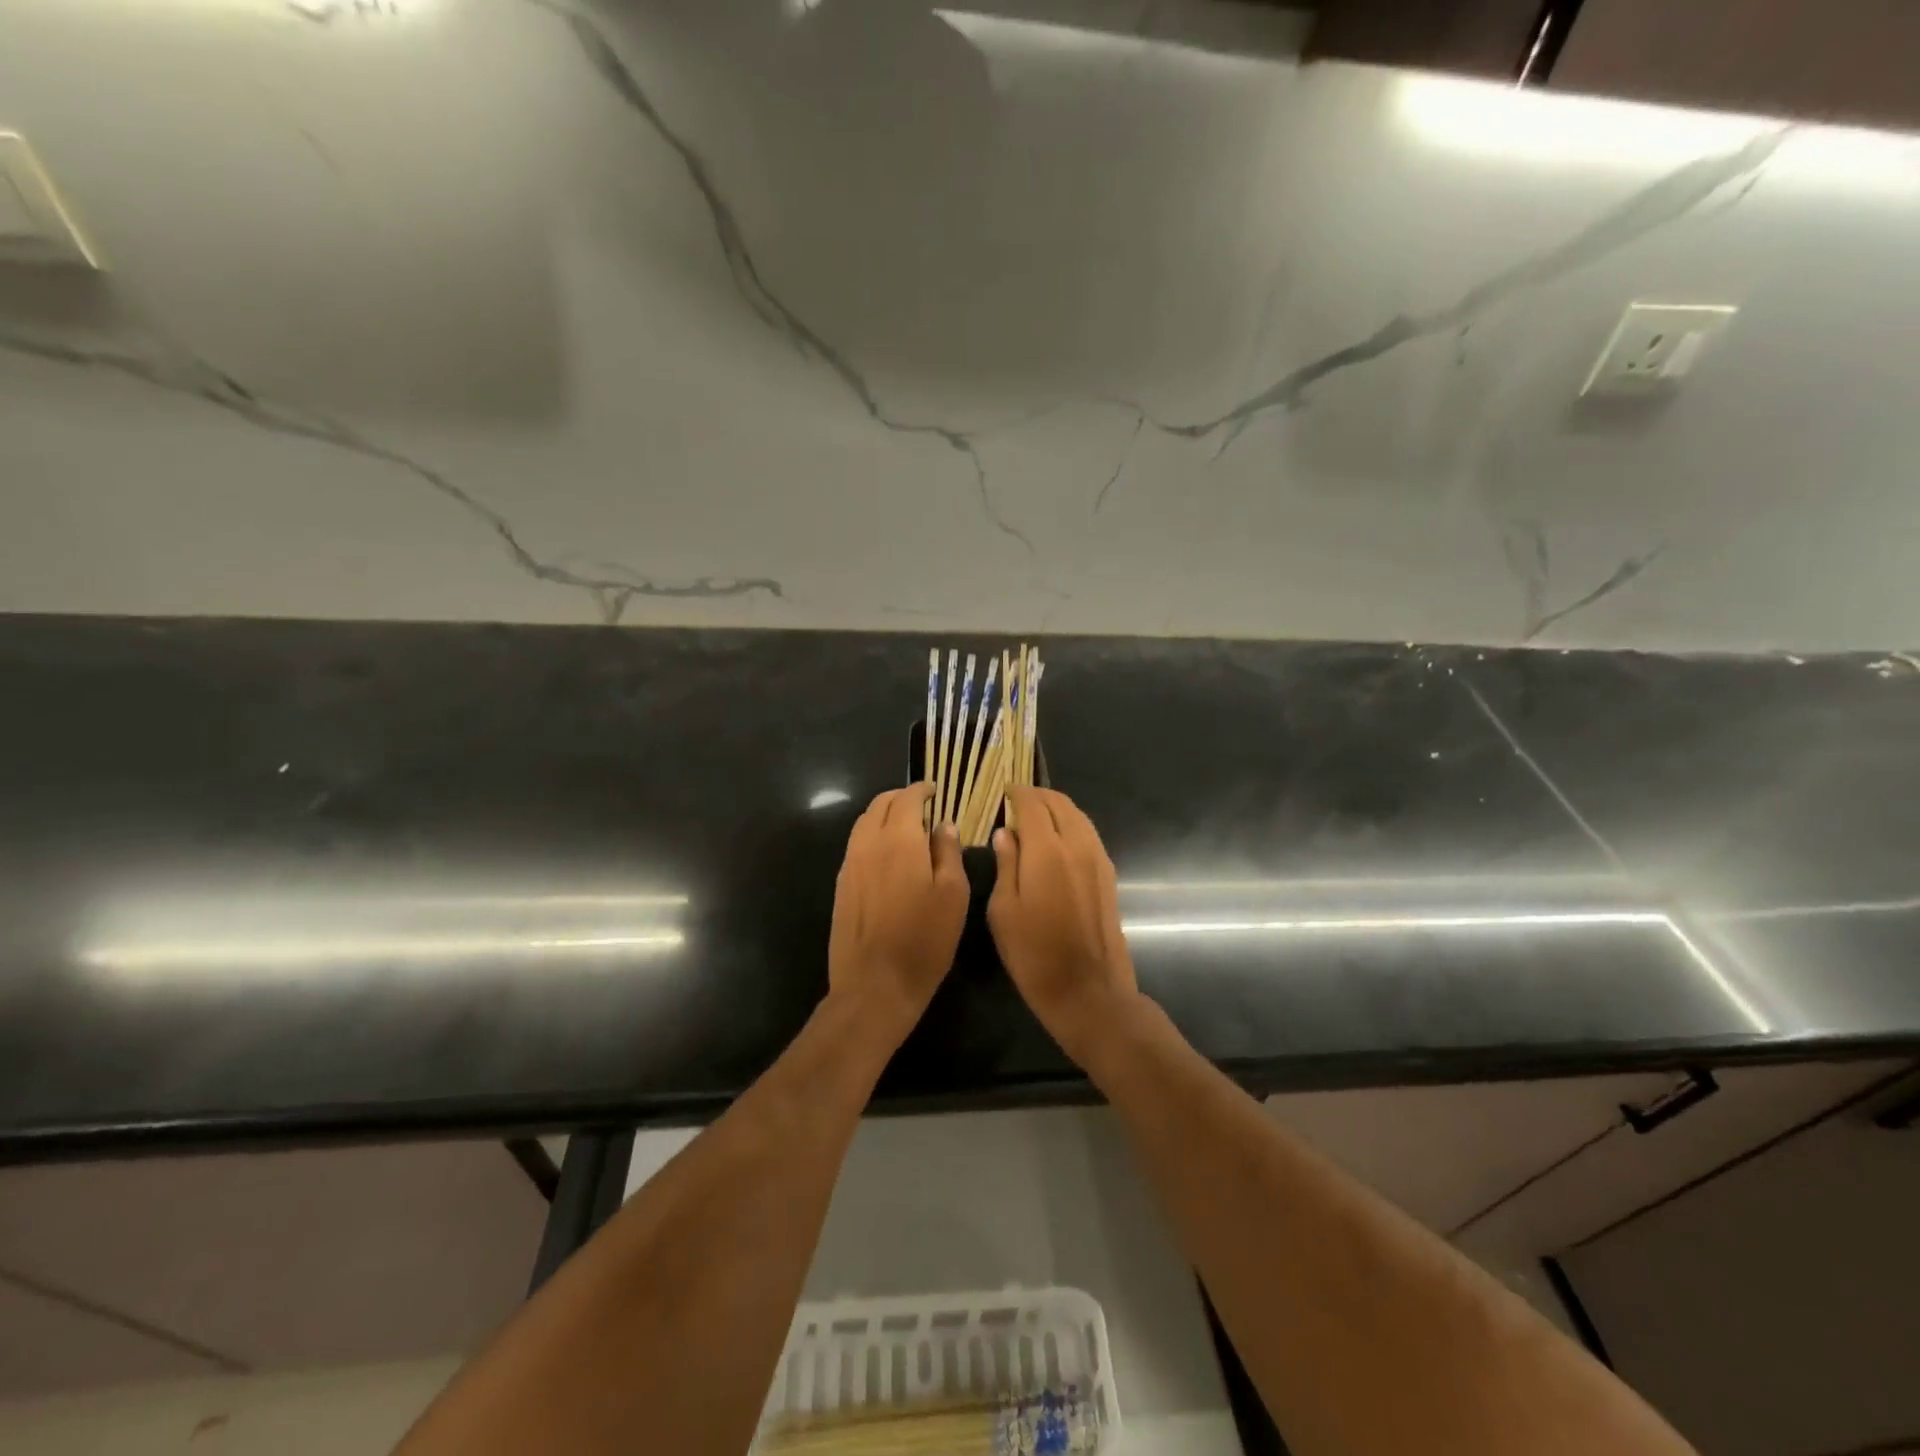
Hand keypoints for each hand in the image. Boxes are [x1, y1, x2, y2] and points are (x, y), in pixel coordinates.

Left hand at [828, 784, 967, 1037]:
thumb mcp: (953, 895)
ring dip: (883, 815)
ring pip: (863, 823)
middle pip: (879, 804)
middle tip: (921, 805)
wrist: (874, 985)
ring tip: (905, 826)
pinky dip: (872, 836)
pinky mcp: (841, 885)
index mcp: (899, 840)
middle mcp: (868, 844)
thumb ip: (948, 853)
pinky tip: (887, 854)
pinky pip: (856, 845)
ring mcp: (849, 864)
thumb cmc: (924, 940)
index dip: (921, 790)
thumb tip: (943, 825)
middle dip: (900, 798)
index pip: (906, 798)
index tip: (934, 791)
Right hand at [988, 787, 1139, 1061]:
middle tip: (1017, 802)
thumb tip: (1005, 833)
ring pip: (1078, 816)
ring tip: (1036, 817)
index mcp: (1046, 850)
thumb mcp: (1003, 911)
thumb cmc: (1033, 954)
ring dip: (1057, 808)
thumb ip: (1005, 864)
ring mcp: (1097, 859)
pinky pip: (1088, 834)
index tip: (1003, 791)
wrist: (1087, 990)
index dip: (1016, 793)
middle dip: (1037, 796)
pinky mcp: (1108, 875)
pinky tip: (1057, 841)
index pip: (1032, 804)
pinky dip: (1071, 825)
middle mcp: (1076, 845)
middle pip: (1059, 803)